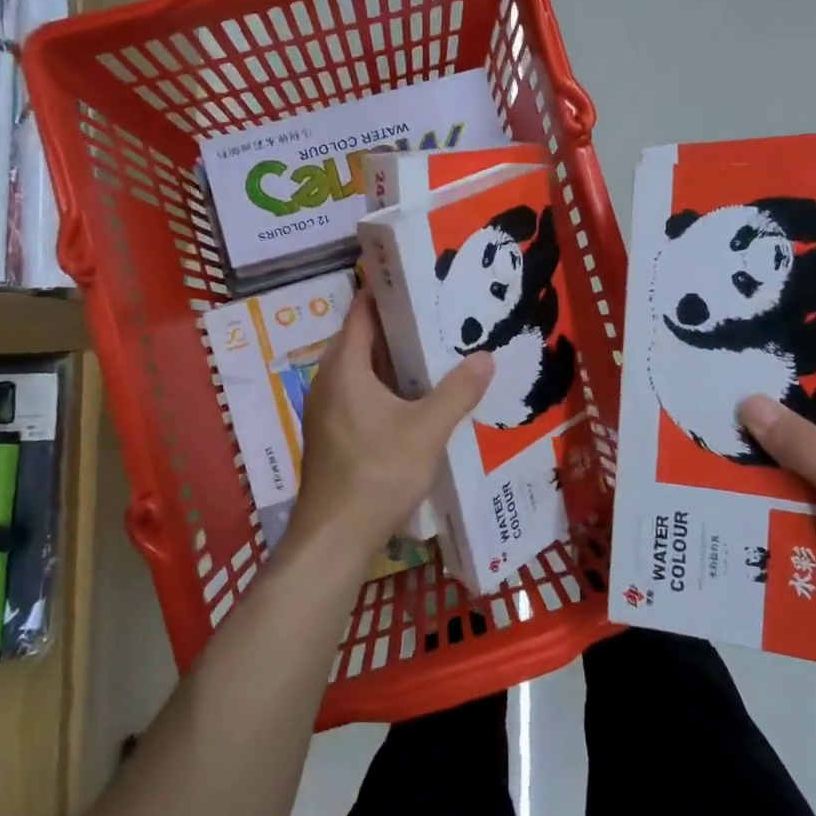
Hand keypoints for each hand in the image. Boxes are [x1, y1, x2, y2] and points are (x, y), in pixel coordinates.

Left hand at [292, 293, 493, 559]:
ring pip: (366, 371)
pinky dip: (390, 389)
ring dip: (398, 362)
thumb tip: (486, 357)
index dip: (388, 291)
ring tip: (440, 352)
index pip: (363, 312)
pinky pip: (364, 395)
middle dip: (402, 327)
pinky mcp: (335, 434)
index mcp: (344, 367)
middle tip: (443, 314)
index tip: (420, 278)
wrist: (334, 537)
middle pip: (366, 340)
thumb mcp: (426, 430)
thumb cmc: (376, 473)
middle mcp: (330, 381)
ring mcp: (329, 410)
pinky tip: (420, 399)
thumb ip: (457, 392)